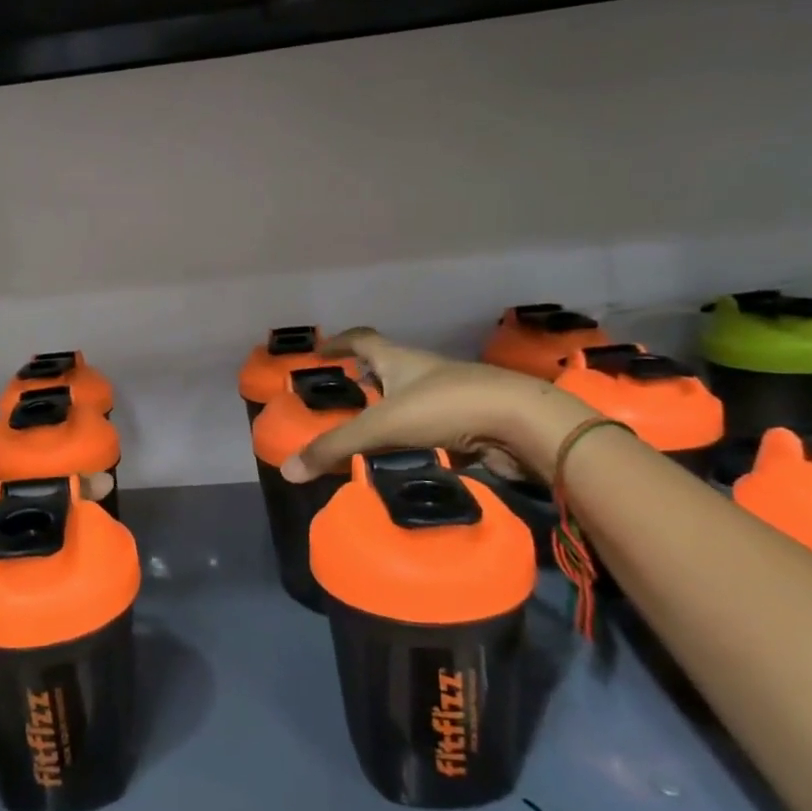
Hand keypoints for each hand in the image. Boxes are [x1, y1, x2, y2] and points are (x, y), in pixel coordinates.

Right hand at [281, 330, 597, 482]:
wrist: (523, 423)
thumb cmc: (446, 408)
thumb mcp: (382, 427)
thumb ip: (336, 447)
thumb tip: (288, 471)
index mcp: (399, 359)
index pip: (362, 340)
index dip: (339, 343)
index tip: (320, 352)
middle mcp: (423, 371)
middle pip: (388, 367)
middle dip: (365, 378)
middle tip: (342, 396)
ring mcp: (450, 395)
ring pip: (411, 397)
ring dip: (390, 409)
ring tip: (367, 432)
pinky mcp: (470, 422)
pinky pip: (432, 426)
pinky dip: (414, 436)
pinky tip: (404, 455)